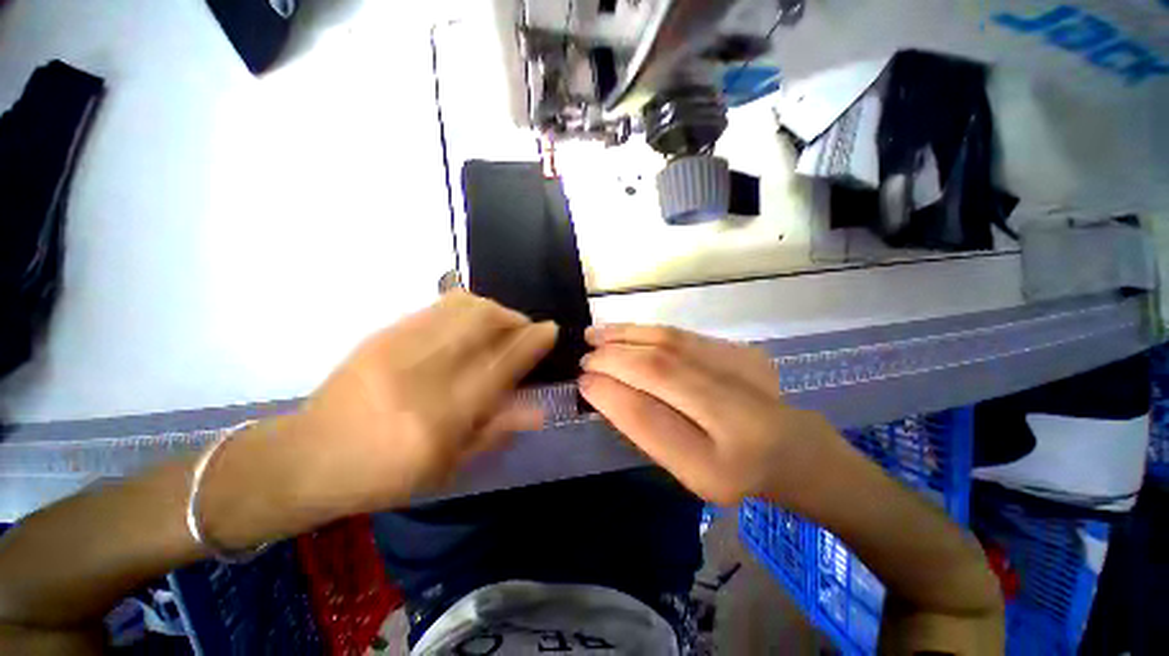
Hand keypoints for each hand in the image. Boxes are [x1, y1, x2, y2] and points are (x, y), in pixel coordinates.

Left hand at [289, 291, 556, 512]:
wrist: (308, 458)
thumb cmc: (386, 475)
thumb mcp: (448, 468)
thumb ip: (497, 431)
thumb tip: (539, 408)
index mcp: (445, 415)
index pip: (504, 363)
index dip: (534, 340)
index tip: (551, 329)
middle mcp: (425, 374)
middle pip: (485, 321)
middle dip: (515, 317)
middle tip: (522, 329)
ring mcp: (399, 347)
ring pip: (462, 305)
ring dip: (492, 308)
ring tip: (498, 323)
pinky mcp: (382, 333)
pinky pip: (437, 305)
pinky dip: (465, 306)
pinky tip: (468, 322)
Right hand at [579, 325, 838, 506]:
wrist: (794, 451)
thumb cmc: (731, 471)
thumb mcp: (684, 469)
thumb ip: (644, 428)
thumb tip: (601, 387)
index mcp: (716, 466)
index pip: (648, 418)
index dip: (609, 394)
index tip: (582, 382)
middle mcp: (737, 417)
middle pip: (659, 371)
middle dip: (612, 359)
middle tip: (584, 357)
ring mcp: (745, 374)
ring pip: (670, 343)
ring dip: (625, 336)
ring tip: (594, 335)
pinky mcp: (744, 351)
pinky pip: (683, 335)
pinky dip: (646, 330)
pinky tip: (626, 331)